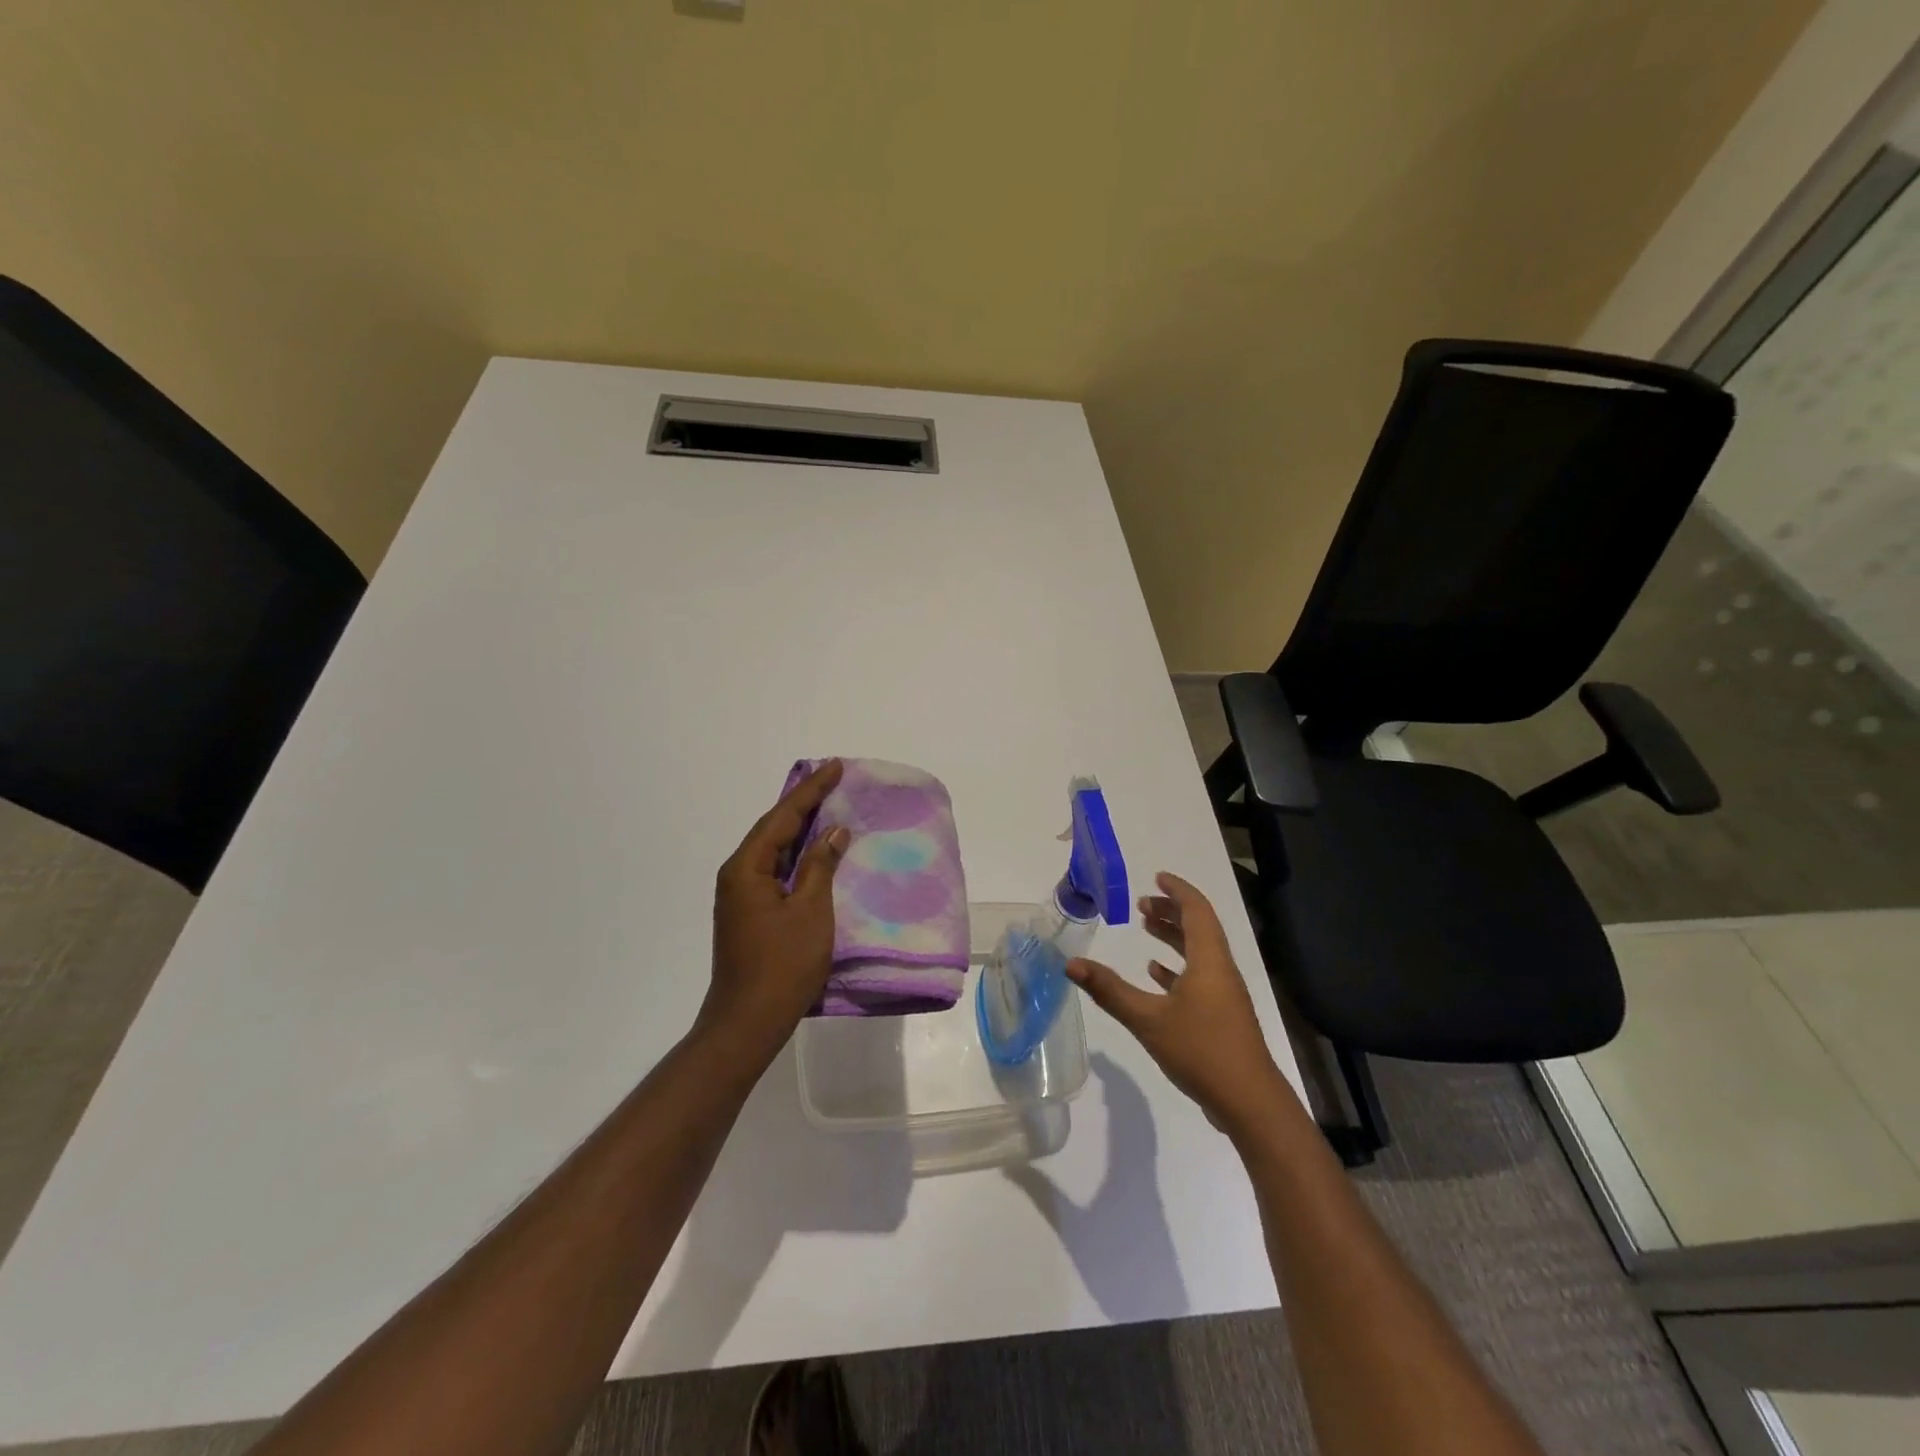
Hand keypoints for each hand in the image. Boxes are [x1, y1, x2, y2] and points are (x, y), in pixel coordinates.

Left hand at [697, 760, 850, 1067]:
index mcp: (747, 868)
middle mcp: (738, 875)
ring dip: (801, 829)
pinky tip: (817, 853)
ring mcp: (742, 896)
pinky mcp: (750, 913)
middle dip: (804, 804)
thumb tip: (832, 831)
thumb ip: (821, 866)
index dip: (811, 791)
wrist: (747, 1022)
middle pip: (774, 829)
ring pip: (775, 851)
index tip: (836, 767)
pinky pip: (776, 871)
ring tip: (830, 807)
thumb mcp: (811, 911)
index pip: (783, 817)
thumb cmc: (782, 965)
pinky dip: (798, 856)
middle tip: (834, 780)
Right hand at [1066, 871, 1290, 1134]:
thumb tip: (1071, 963)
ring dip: (1174, 937)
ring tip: (1145, 928)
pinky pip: (1200, 977)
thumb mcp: (1147, 1019)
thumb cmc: (1201, 1051)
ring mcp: (1224, 995)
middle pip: (1199, 928)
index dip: (1178, 891)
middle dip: (1171, 912)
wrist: (1249, 1103)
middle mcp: (1220, 971)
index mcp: (1209, 961)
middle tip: (1141, 905)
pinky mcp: (1223, 1016)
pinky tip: (1156, 973)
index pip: (1197, 911)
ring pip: (1199, 952)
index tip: (1157, 877)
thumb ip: (1109, 990)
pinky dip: (1178, 967)